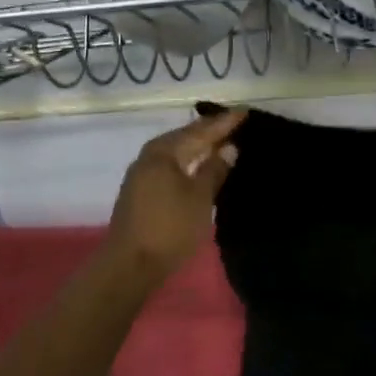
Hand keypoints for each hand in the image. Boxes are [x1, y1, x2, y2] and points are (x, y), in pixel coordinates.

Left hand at [106, 109, 245, 277]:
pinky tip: (199, 166)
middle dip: (209, 131)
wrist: (130, 264)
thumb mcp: (200, 198)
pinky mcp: (140, 191)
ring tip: (221, 142)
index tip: (244, 112)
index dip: (224, 123)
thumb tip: (229, 147)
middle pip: (185, 137)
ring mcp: (142, 174)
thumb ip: (215, 169)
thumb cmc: (170, 227)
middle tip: (235, 123)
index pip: (200, 131)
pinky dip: (187, 161)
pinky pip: (169, 165)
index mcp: (164, 151)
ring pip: (176, 152)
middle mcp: (150, 156)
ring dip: (198, 147)